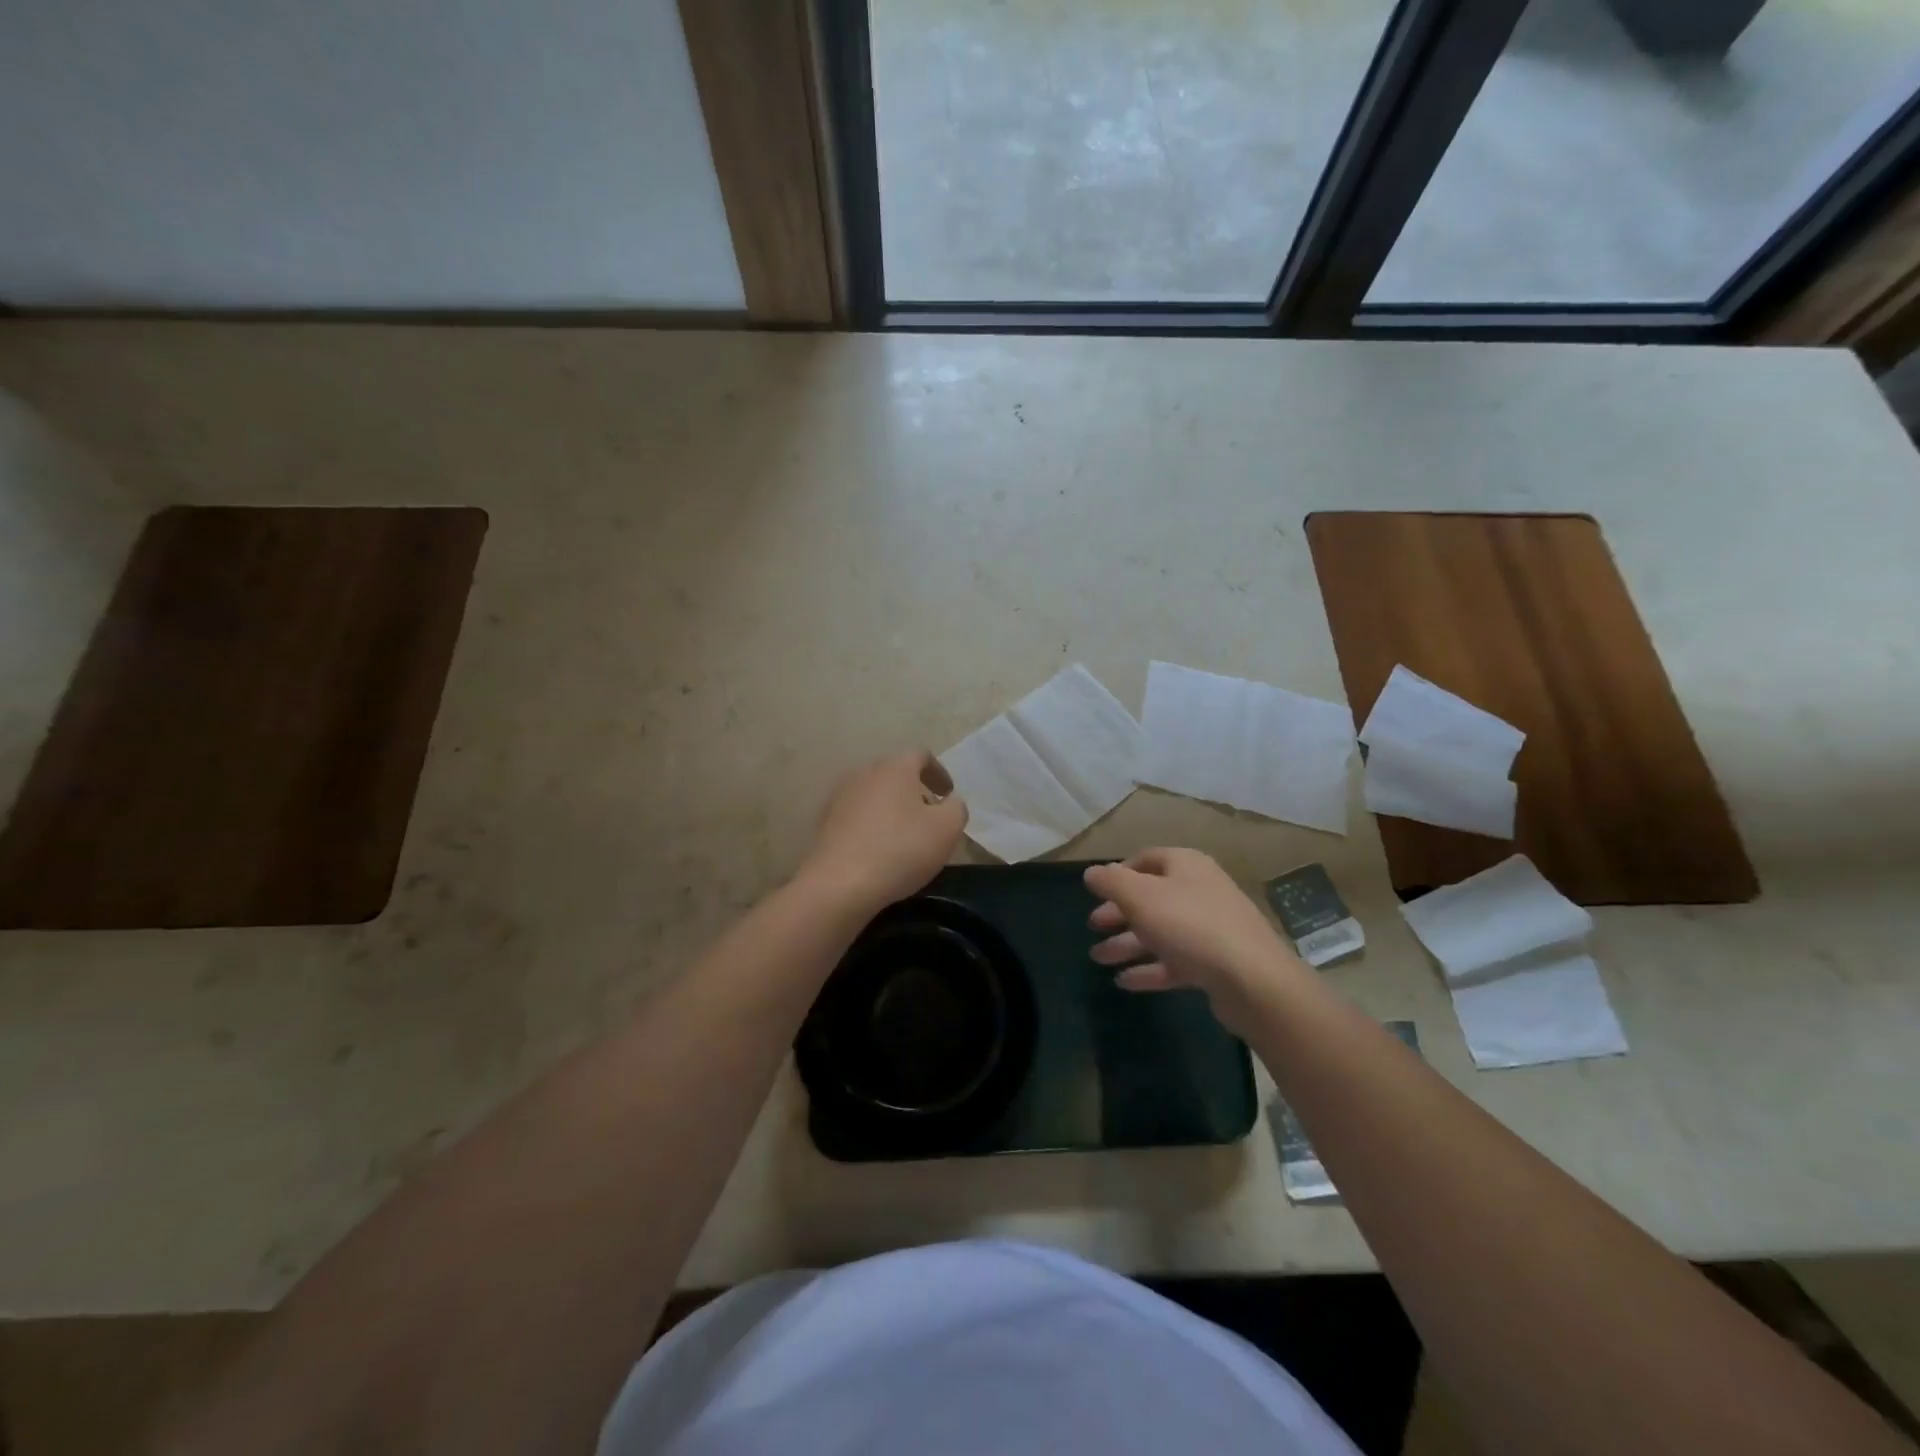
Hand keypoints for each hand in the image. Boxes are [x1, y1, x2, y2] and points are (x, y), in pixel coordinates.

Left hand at [800, 751, 968, 913]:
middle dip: (914, 790)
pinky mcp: (825, 822)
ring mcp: (840, 797)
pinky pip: (856, 815)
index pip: (921, 755)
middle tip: (929, 816)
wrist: (839, 884)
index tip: (947, 795)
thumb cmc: (901, 850)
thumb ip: (956, 808)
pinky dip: (871, 825)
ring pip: (874, 794)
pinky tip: (878, 849)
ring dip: (891, 808)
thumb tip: (950, 802)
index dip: (938, 773)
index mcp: (895, 768)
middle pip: (895, 773)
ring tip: (903, 835)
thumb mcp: (947, 829)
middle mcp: (864, 773)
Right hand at [1085, 849, 1304, 1032]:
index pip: (1146, 859)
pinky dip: (1149, 969)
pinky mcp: (1216, 963)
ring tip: (1098, 958)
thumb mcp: (1140, 897)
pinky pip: (1175, 961)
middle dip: (1118, 912)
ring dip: (1127, 944)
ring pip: (1160, 931)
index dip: (1118, 873)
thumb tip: (1091, 873)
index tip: (1095, 892)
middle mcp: (1200, 890)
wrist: (1252, 979)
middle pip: (1151, 897)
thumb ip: (1111, 882)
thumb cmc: (1189, 924)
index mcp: (1185, 865)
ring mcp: (1210, 928)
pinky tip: (1124, 981)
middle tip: (1092, 926)